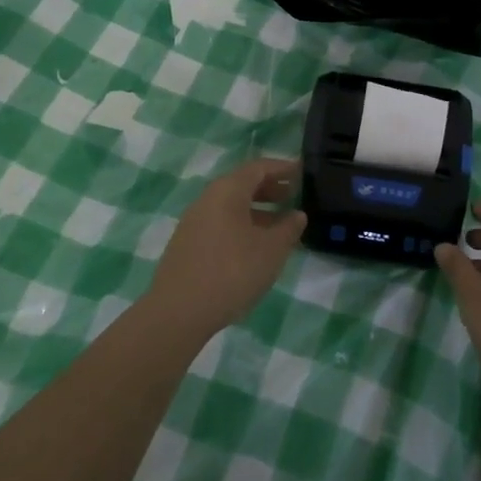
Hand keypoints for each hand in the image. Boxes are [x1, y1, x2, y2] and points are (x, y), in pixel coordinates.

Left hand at [146, 159, 305, 342]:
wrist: (178, 312)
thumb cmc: (232, 272)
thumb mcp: (271, 250)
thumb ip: (288, 228)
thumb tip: (297, 215)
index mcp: (227, 191)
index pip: (258, 168)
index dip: (282, 168)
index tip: (302, 172)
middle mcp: (207, 199)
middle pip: (242, 184)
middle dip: (269, 188)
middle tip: (293, 196)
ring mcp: (193, 222)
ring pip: (230, 206)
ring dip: (256, 210)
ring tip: (278, 225)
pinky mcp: (187, 244)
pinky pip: (220, 223)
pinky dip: (241, 225)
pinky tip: (252, 247)